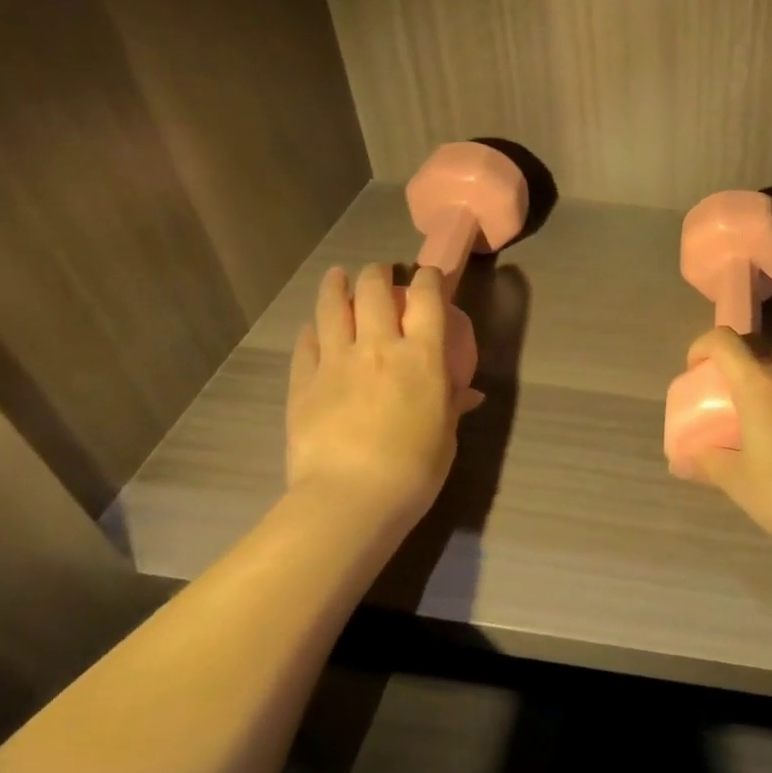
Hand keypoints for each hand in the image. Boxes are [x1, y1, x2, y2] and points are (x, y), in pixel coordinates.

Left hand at [285, 264, 482, 528]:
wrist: (350, 498)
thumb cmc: (415, 468)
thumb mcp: (445, 435)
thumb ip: (452, 405)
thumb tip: (468, 395)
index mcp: (422, 355)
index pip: (427, 298)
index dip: (429, 279)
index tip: (429, 276)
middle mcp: (378, 346)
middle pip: (373, 290)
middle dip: (377, 274)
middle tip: (379, 274)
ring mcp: (335, 362)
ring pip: (332, 308)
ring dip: (336, 286)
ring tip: (337, 276)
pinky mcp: (303, 383)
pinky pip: (306, 344)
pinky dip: (311, 330)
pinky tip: (313, 327)